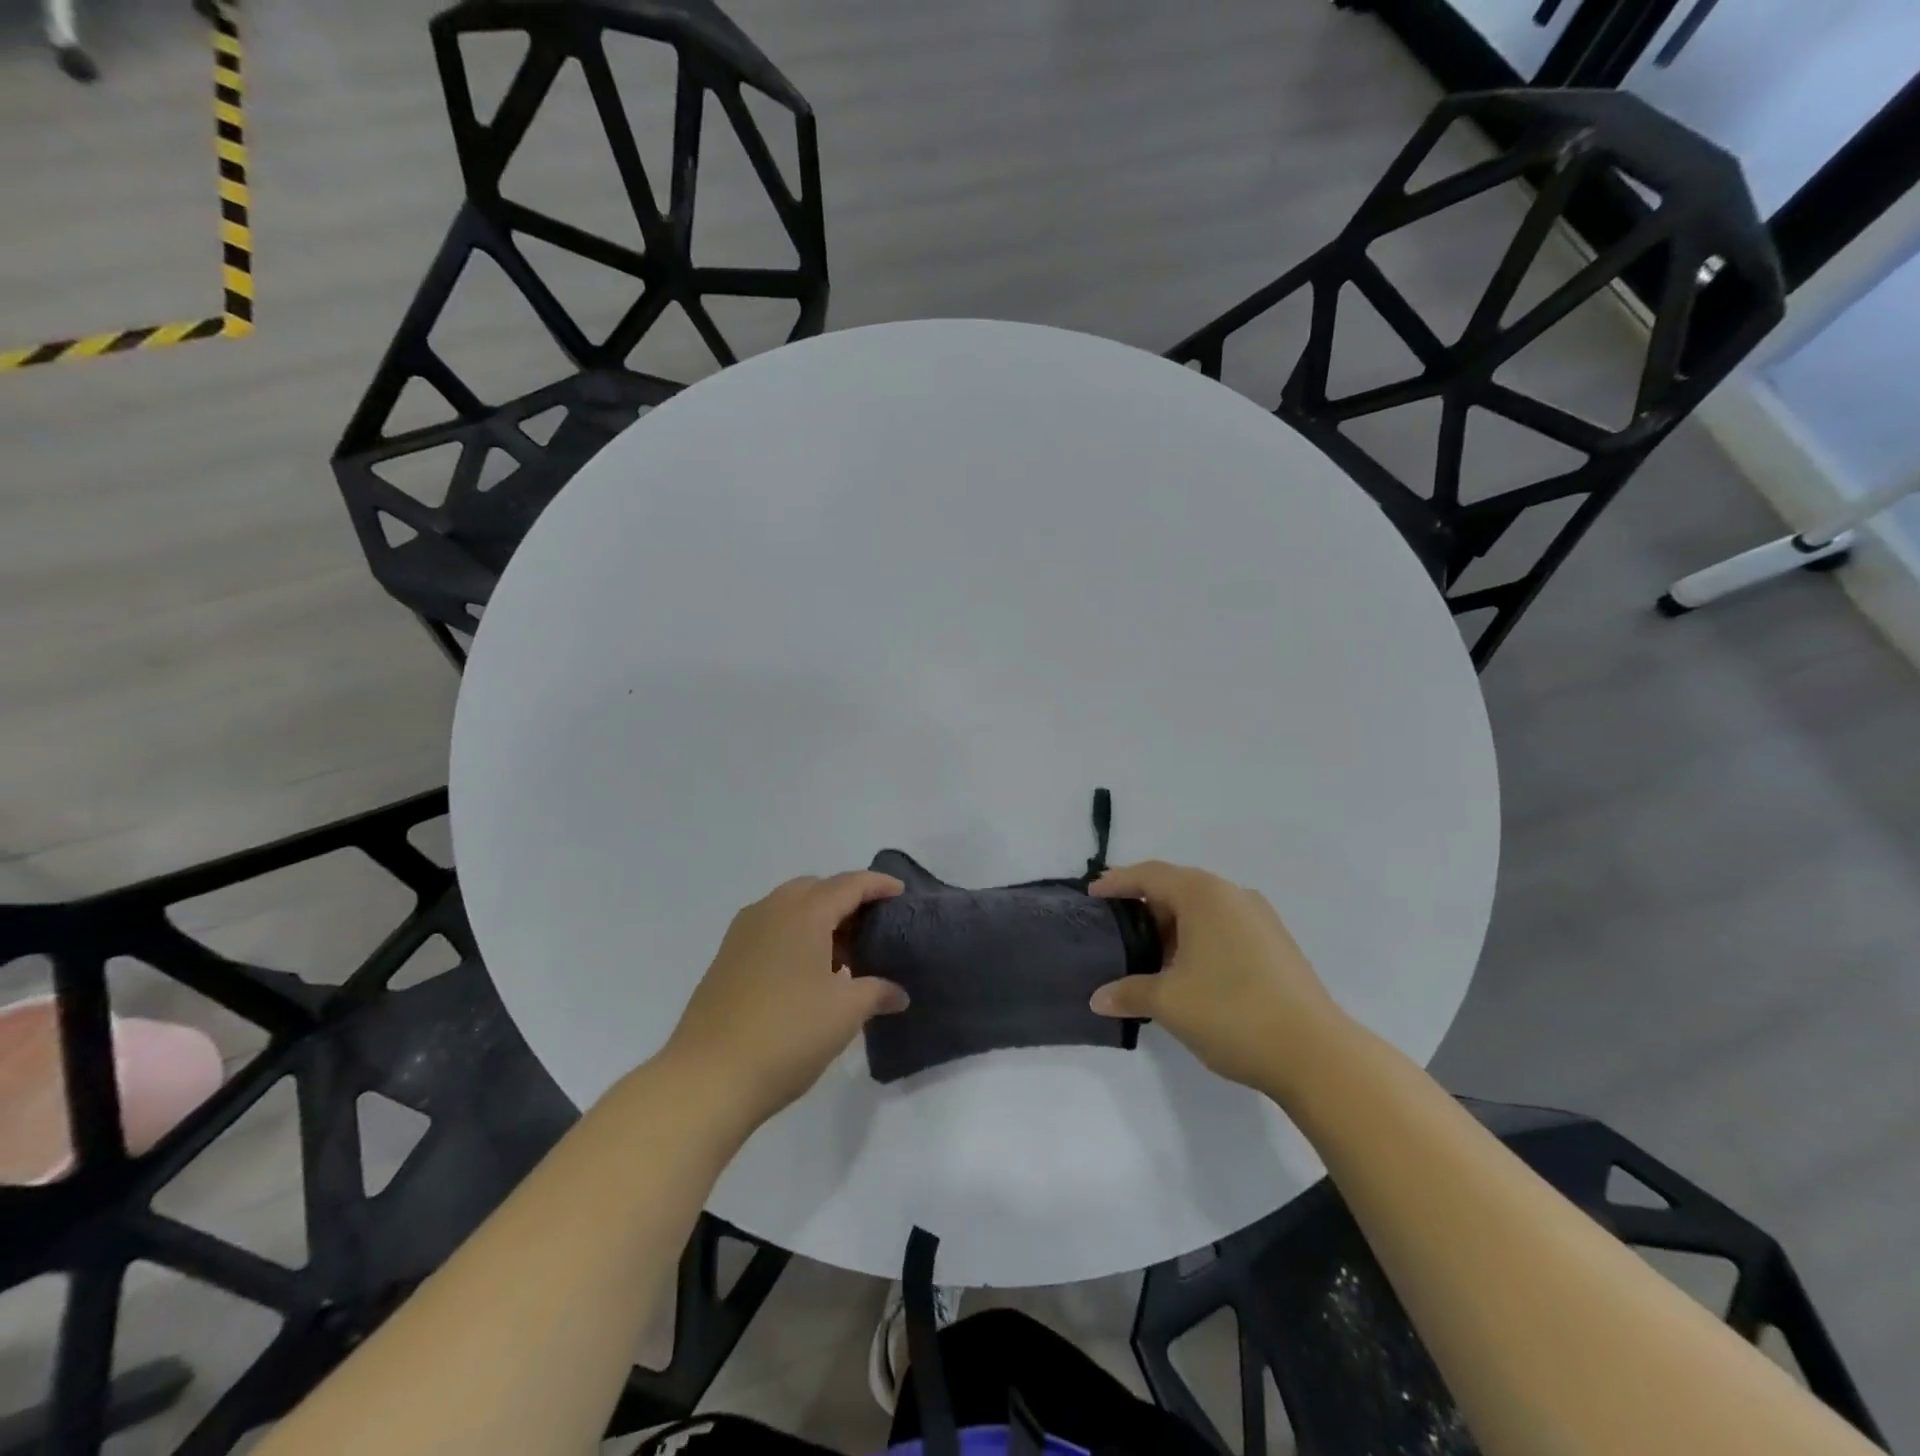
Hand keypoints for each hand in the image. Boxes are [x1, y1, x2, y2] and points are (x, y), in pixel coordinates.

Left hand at [662, 872, 908, 1124]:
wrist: (707, 1078)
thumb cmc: (787, 1034)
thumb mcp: (845, 1013)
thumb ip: (876, 992)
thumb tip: (898, 994)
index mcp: (803, 914)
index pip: (848, 884)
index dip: (878, 885)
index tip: (901, 893)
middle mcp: (770, 911)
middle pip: (816, 889)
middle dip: (846, 900)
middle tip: (871, 928)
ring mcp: (743, 934)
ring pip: (789, 908)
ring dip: (819, 920)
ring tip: (843, 956)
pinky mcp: (726, 959)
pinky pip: (771, 929)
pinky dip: (795, 936)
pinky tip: (807, 975)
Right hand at [1088, 860, 1347, 1092]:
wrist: (1316, 1054)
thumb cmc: (1232, 1012)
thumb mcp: (1169, 1002)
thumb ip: (1129, 992)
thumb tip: (1098, 998)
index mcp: (1204, 895)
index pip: (1150, 875)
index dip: (1117, 882)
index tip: (1091, 895)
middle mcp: (1233, 896)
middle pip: (1178, 888)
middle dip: (1144, 907)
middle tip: (1117, 930)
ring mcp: (1260, 920)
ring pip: (1203, 910)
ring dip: (1173, 927)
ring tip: (1148, 957)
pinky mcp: (1276, 945)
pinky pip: (1224, 928)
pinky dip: (1198, 940)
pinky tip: (1187, 973)